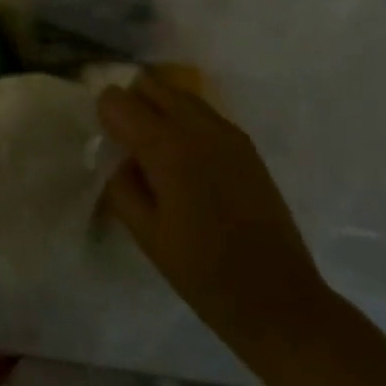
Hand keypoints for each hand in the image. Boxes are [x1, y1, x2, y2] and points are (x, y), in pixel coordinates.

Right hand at [98, 71, 327, 369]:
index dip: (105, 116)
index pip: (117, 99)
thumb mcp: (147, 236)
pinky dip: (184, 122)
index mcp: (167, 146)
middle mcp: (196, 124)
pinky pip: (201, 112)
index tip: (107, 144)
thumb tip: (116, 157)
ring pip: (176, 93)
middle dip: (131, 104)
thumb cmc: (205, 275)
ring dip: (159, 109)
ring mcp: (225, 130)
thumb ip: (121, 185)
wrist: (280, 302)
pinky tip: (188, 164)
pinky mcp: (244, 142)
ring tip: (157, 154)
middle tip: (127, 145)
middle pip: (148, 84)